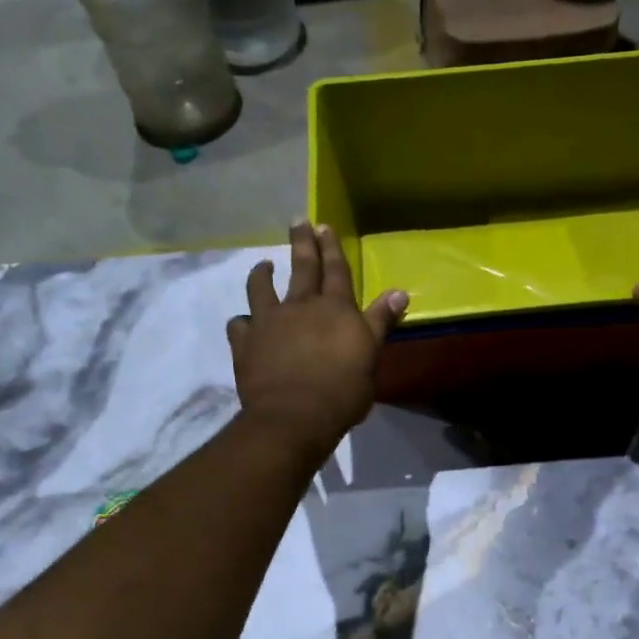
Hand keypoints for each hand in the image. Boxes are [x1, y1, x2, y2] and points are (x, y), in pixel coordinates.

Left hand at [227, 222, 407, 459]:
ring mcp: (268, 322)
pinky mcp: (245, 343)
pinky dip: (242, 322)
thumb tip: (400, 291)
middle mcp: (300, 306)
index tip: (324, 226)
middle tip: (299, 221)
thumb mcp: (371, 356)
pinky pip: (239, 325)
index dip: (332, 248)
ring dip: (263, 274)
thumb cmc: (342, 390)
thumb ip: (380, 322)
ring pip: (261, 288)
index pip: (336, 271)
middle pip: (302, 268)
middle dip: (302, 243)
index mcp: (335, 309)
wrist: (294, 416)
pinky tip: (244, 323)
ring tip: (264, 265)